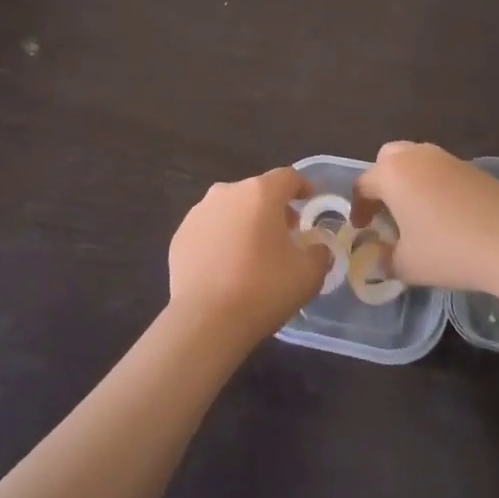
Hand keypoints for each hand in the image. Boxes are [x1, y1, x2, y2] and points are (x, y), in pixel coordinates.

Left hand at [168, 167, 329, 347]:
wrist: (206, 320)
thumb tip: (317, 249)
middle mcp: (226, 193)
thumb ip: (318, 254)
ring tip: (253, 251)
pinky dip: (220, 240)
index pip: (287, 177)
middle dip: (272, 208)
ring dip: (244, 222)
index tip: (309, 199)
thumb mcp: (308, 274)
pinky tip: (226, 267)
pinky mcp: (180, 236)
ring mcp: (198, 213)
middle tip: (285, 233)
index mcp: (260, 193)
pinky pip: (208, 230)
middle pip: (256, 192)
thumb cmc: (263, 289)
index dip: (302, 186)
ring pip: (229, 209)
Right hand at [353, 142, 498, 292]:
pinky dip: (436, 185)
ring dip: (410, 180)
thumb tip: (377, 256)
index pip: (363, 184)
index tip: (362, 229)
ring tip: (416, 212)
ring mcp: (448, 159)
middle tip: (386, 210)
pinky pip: (443, 170)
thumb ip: (384, 259)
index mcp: (393, 174)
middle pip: (388, 158)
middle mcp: (417, 157)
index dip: (358, 208)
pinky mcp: (474, 168)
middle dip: (382, 181)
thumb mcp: (406, 265)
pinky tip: (447, 214)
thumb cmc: (448, 251)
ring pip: (418, 160)